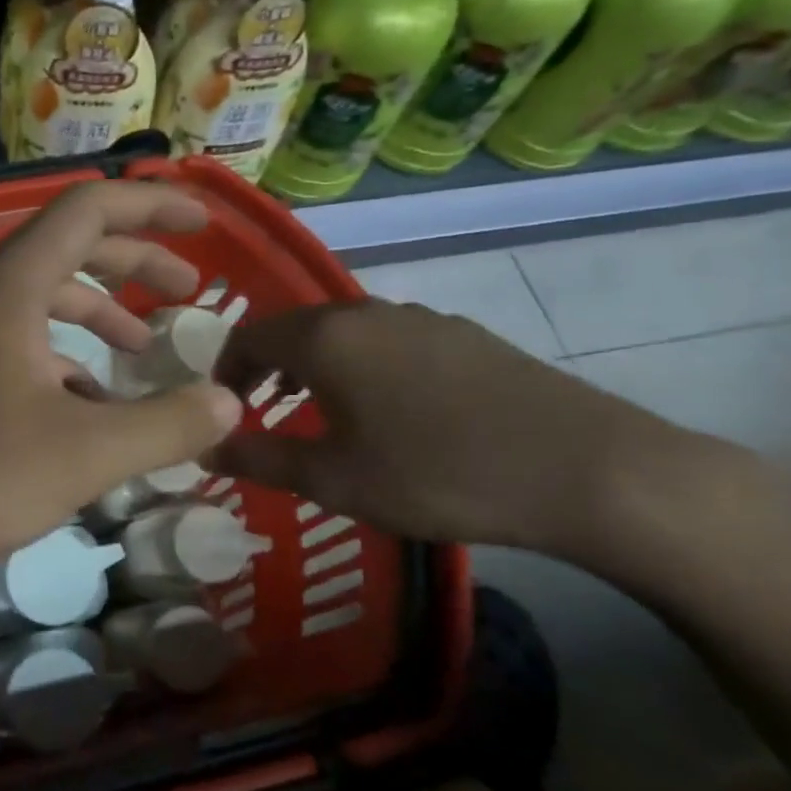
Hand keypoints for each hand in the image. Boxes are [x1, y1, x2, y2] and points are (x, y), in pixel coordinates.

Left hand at [0, 181, 243, 603]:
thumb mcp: (82, 455)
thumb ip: (165, 425)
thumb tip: (230, 403)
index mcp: (10, 286)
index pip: (90, 208)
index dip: (153, 206)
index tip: (203, 225)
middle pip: (67, 251)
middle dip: (134, 264)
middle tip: (189, 291)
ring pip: (39, 304)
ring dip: (96, 317)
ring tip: (144, 353)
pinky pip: (14, 348)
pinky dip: (59, 364)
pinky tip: (84, 411)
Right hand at [210, 299, 701, 558]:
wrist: (586, 469)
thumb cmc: (437, 472)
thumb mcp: (334, 478)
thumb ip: (260, 459)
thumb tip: (205, 451)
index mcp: (325, 337)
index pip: (247, 336)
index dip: (223, 371)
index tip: (221, 410)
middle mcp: (366, 312)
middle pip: (294, 328)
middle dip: (266, 368)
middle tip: (261, 412)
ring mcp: (421, 317)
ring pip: (342, 333)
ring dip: (313, 366)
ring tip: (317, 412)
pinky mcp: (463, 334)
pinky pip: (386, 340)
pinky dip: (360, 365)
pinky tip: (386, 410)